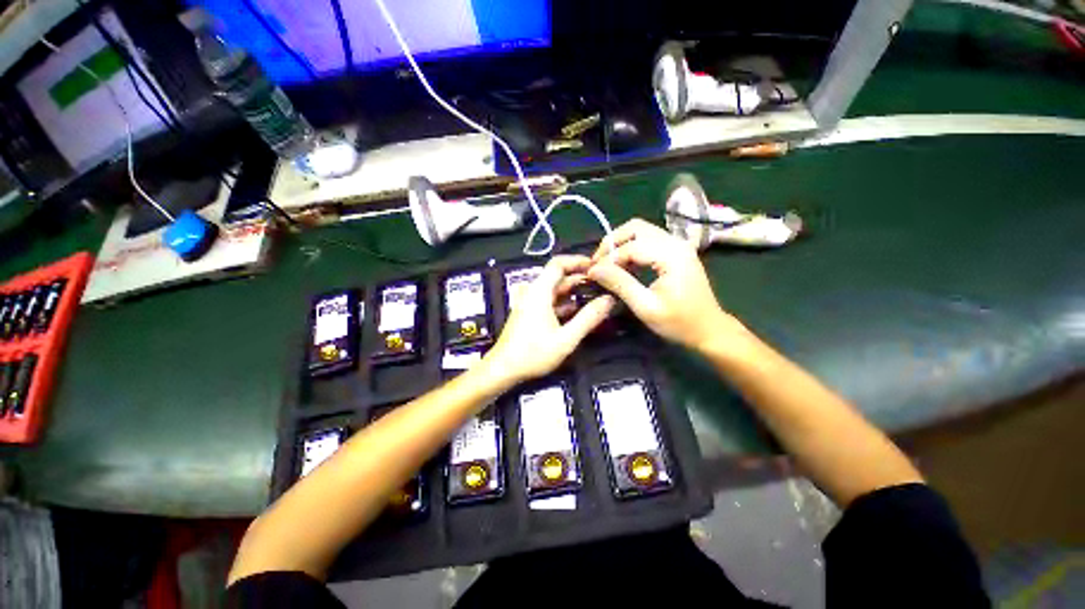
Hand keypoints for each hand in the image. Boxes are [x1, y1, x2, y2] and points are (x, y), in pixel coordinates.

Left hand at [487, 255, 615, 382]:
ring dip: (574, 291)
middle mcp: (533, 292)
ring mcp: (530, 303)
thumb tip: (609, 300)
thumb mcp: (566, 338)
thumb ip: (588, 318)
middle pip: (558, 276)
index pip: (558, 263)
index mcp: (539, 291)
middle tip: (603, 283)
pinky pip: (550, 300)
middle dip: (580, 277)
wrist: (503, 369)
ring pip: (555, 289)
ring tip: (595, 295)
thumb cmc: (533, 353)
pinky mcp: (530, 313)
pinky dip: (565, 302)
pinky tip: (579, 311)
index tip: (597, 266)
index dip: (578, 261)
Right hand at [588, 218, 744, 352]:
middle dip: (612, 242)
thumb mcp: (645, 307)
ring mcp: (678, 245)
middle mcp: (675, 242)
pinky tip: (625, 266)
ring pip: (641, 231)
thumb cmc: (679, 322)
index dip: (608, 258)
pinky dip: (632, 248)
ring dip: (621, 244)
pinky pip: (649, 240)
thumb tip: (594, 269)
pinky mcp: (677, 251)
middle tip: (598, 263)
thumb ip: (620, 284)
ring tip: (608, 264)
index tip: (591, 273)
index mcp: (671, 255)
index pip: (630, 246)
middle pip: (636, 227)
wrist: (710, 330)